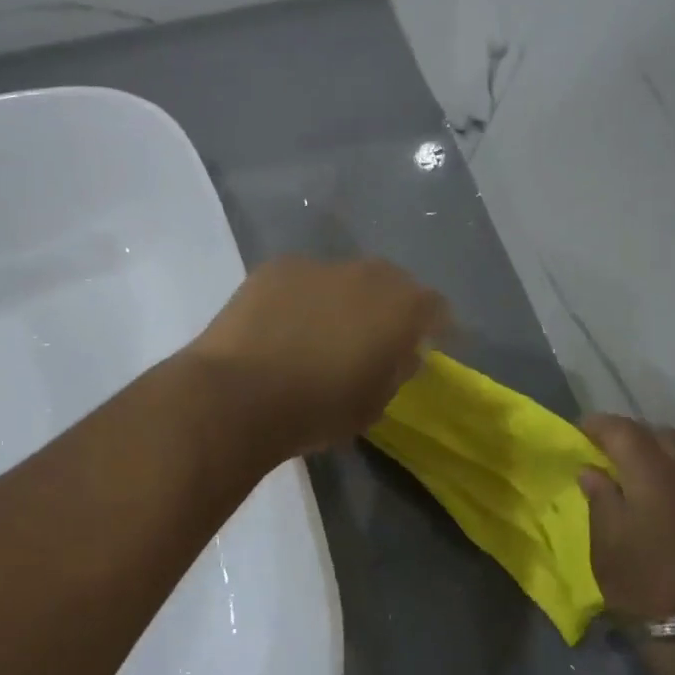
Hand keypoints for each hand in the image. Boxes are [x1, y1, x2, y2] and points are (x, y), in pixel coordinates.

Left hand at [188, 257, 448, 459]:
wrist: (240, 394)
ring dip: (342, 299)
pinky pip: (302, 279)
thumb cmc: (319, 409)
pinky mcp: (276, 267)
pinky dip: (302, 297)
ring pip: (343, 278)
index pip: (435, 307)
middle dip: (388, 306)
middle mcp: (367, 274)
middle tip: (372, 337)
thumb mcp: (374, 404)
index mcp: (402, 307)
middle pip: (391, 282)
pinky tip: (282, 325)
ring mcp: (318, 265)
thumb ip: (395, 370)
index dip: (432, 326)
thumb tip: (401, 352)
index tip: (424, 345)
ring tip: (321, 332)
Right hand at [580, 416, 674, 674]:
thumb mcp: (607, 544)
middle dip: (633, 436)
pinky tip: (670, 501)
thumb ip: (600, 498)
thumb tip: (594, 471)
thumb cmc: (647, 588)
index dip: (598, 425)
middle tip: (609, 454)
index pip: (623, 429)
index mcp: (655, 473)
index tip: (580, 432)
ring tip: (639, 478)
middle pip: (661, 434)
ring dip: (661, 456)